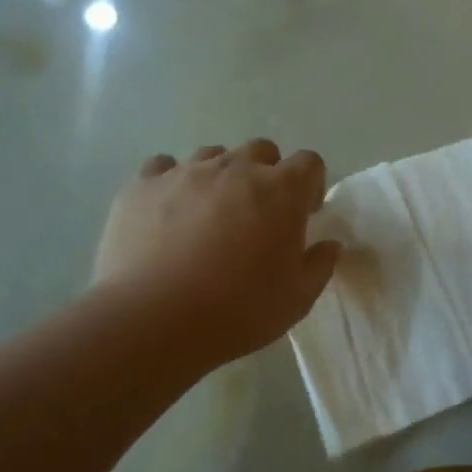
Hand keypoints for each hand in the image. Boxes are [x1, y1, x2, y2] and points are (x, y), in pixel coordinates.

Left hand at [93, 139, 340, 368]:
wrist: (154, 321)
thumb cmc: (239, 310)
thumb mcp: (297, 298)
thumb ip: (319, 264)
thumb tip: (329, 245)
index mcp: (281, 191)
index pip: (309, 163)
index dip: (310, 186)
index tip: (303, 215)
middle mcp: (235, 168)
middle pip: (261, 150)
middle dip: (266, 175)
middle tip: (258, 216)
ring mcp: (185, 172)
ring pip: (212, 156)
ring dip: (220, 177)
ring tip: (210, 216)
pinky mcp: (142, 185)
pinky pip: (162, 167)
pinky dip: (171, 183)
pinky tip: (167, 213)